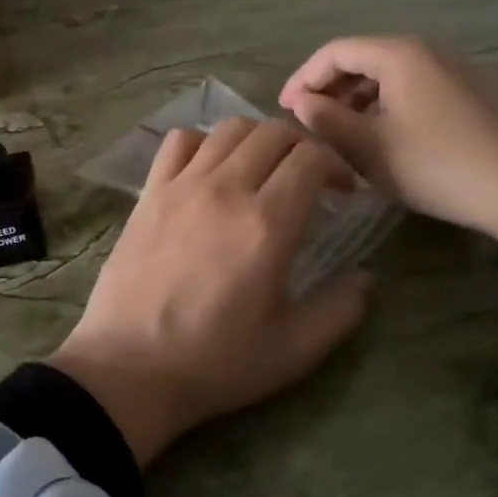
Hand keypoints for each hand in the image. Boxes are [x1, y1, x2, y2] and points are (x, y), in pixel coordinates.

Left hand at [48, 118, 373, 466]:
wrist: (130, 367)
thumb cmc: (215, 362)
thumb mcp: (293, 350)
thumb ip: (339, 310)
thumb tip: (366, 278)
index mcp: (267, 224)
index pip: (311, 158)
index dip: (336, 165)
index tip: (343, 192)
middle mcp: (226, 189)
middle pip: (273, 132)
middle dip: (303, 145)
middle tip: (309, 177)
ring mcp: (182, 185)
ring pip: (229, 129)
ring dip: (257, 138)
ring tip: (263, 168)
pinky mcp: (150, 191)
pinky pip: (179, 141)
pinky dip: (203, 141)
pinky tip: (210, 169)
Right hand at [279, 36, 497, 241]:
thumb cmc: (437, 165)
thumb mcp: (370, 149)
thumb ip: (327, 120)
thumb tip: (301, 103)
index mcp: (398, 54)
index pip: (335, 52)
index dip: (303, 78)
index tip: (285, 110)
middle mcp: (427, 50)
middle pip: (363, 59)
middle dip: (330, 89)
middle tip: (310, 123)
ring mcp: (455, 70)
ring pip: (390, 76)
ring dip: (358, 100)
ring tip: (342, 135)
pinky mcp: (473, 93)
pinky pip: (415, 88)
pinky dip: (388, 106)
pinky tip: (384, 138)